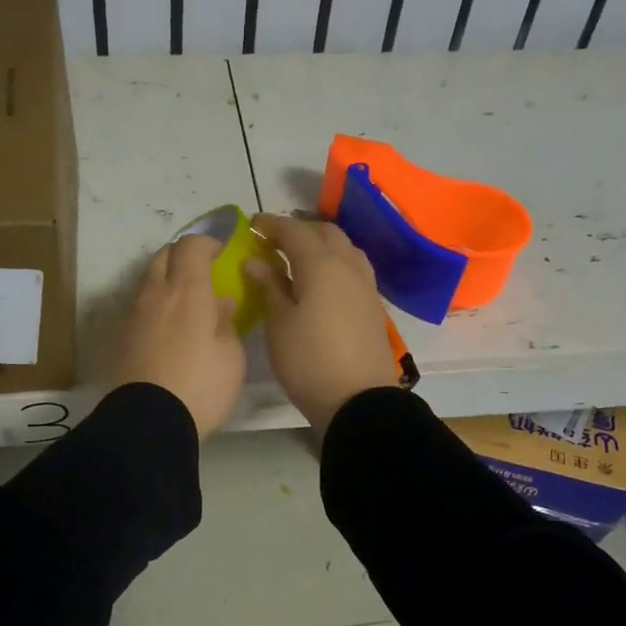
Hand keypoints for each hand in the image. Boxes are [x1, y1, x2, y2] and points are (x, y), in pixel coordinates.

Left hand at [115, 235, 245, 437]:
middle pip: (163, 256)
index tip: (220, 252)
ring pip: (148, 281)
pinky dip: (155, 306)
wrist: (151, 421)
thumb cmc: (202, 386)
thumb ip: (226, 322)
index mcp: (188, 291)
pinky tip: (168, 328)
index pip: (191, 246)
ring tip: (185, 303)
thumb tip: (220, 303)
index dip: (206, 242)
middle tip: (201, 272)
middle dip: (182, 256)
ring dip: (166, 281)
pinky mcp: (121, 337)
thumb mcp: (231, 356)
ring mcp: (134, 314)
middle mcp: (156, 294)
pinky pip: (140, 307)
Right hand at [245, 215, 399, 429]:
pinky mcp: (373, 304)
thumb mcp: (279, 324)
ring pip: (344, 248)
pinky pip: (353, 268)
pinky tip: (321, 281)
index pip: (294, 230)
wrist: (359, 400)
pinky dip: (334, 263)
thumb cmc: (309, 361)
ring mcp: (365, 285)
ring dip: (320, 245)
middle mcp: (348, 265)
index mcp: (321, 264)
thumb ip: (269, 286)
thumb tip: (256, 261)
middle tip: (274, 243)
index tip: (251, 225)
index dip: (271, 225)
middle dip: (298, 231)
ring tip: (298, 259)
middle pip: (324, 233)